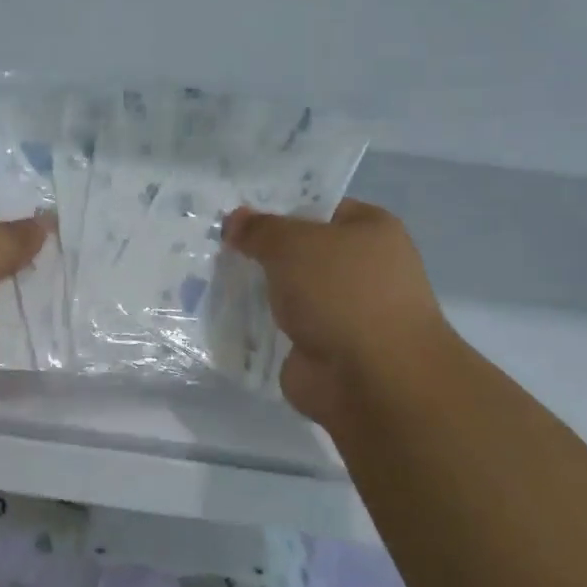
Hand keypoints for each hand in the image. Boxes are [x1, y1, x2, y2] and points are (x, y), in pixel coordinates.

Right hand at [223, 199, 454, 429]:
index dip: (278, 208)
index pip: (319, 207)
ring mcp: (345, 312)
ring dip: (260, 291)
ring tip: (215, 280)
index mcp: (371, 230)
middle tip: (219, 248)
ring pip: (291, 292)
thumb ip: (259, 229)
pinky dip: (260, 327)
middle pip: (302, 251)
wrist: (372, 380)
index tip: (238, 216)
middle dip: (263, 253)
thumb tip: (234, 220)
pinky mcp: (325, 348)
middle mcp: (364, 268)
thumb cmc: (341, 293)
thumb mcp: (291, 244)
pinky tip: (227, 317)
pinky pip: (284, 328)